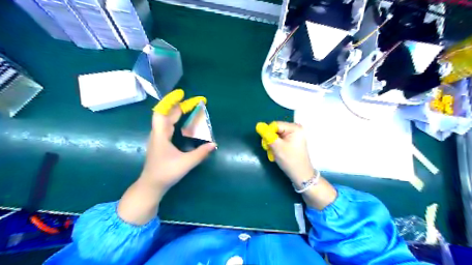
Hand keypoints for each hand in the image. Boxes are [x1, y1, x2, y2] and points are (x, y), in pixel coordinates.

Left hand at [142, 89, 216, 191]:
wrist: (151, 185)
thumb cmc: (166, 173)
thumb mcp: (186, 163)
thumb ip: (201, 153)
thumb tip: (214, 144)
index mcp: (160, 135)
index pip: (161, 112)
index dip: (170, 101)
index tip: (181, 94)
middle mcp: (158, 134)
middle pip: (167, 114)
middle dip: (180, 106)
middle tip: (195, 102)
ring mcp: (158, 138)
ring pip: (167, 120)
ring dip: (178, 113)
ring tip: (190, 109)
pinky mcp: (161, 143)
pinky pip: (168, 127)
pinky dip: (176, 121)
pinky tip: (183, 123)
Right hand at [257, 120, 337, 210]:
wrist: (301, 175)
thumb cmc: (290, 160)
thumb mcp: (277, 147)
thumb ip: (267, 135)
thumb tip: (258, 125)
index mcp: (294, 128)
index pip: (275, 125)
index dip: (268, 134)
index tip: (267, 145)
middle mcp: (296, 129)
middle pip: (276, 130)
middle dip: (270, 139)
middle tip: (270, 150)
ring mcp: (295, 135)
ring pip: (276, 136)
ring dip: (273, 144)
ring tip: (274, 153)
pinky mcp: (293, 141)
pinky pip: (280, 140)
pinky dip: (277, 146)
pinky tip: (278, 153)